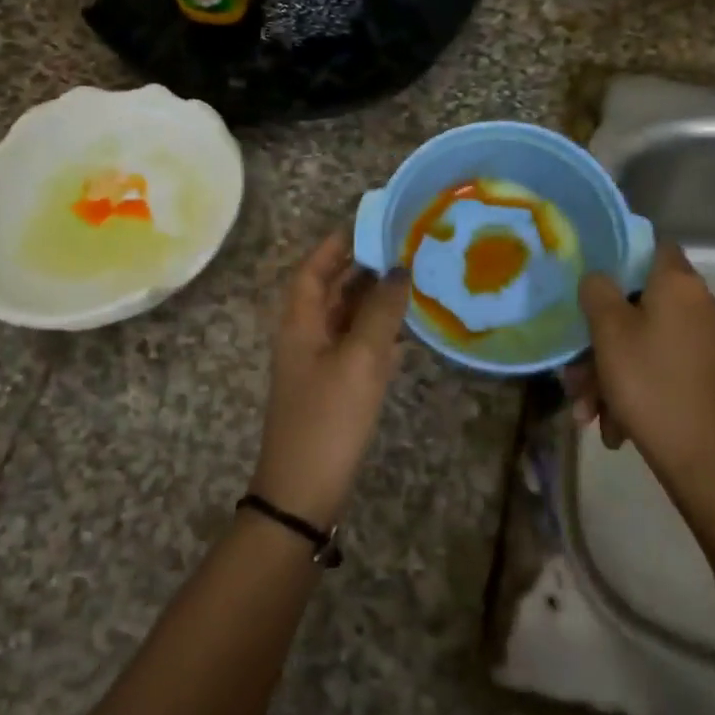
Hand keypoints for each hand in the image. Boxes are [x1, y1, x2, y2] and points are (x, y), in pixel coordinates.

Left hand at [252, 229, 410, 527]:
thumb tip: (399, 270)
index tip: (371, 223)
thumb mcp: (359, 359)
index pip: (314, 268)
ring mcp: (320, 362)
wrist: (305, 491)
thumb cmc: (328, 417)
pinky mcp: (336, 386)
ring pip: (348, 318)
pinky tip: (408, 331)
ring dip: (376, 300)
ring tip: (414, 280)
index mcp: (300, 321)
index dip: (338, 243)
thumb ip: (381, 311)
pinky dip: (380, 332)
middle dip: (365, 268)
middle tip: (405, 249)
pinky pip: (358, 346)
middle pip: (333, 289)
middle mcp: (307, 334)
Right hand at [568, 243, 714, 498]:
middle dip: (599, 338)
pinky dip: (631, 389)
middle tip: (574, 371)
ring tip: (587, 412)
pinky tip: (612, 426)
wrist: (705, 462)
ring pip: (641, 342)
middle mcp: (697, 305)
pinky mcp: (703, 374)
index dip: (618, 255)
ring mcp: (703, 342)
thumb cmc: (652, 384)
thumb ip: (597, 292)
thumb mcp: (610, 333)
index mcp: (679, 284)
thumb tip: (598, 277)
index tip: (588, 279)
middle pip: (637, 304)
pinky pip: (657, 367)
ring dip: (607, 373)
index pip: (651, 245)